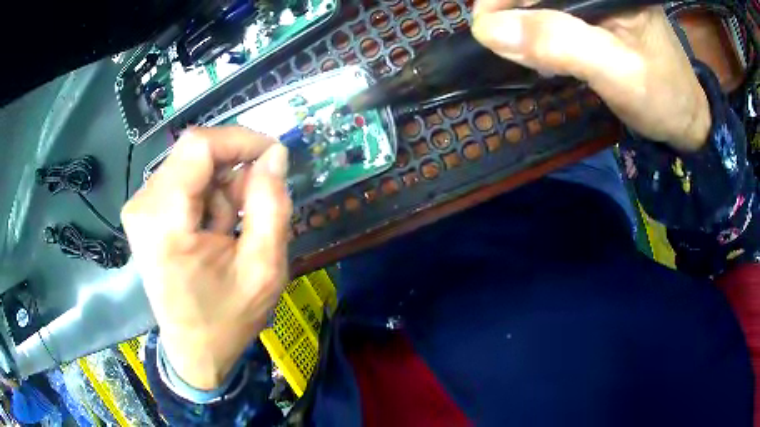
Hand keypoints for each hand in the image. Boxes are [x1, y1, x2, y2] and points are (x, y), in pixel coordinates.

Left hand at [122, 127, 291, 389]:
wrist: (194, 350)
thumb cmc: (227, 318)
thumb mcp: (264, 268)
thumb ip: (271, 206)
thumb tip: (275, 155)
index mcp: (165, 223)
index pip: (199, 146)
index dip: (240, 139)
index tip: (273, 155)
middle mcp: (143, 207)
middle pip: (195, 153)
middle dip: (232, 171)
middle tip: (253, 206)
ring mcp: (139, 209)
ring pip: (190, 165)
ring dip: (220, 188)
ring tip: (230, 229)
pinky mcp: (143, 212)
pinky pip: (182, 181)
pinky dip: (206, 196)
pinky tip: (213, 229)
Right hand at [472, 0, 711, 151]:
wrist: (684, 117)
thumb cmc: (663, 98)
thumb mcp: (618, 74)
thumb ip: (561, 45)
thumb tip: (490, 30)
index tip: (487, 28)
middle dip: (515, 12)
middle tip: (511, 49)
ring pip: (542, 0)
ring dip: (526, 23)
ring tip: (532, 55)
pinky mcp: (597, 11)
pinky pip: (554, 11)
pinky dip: (541, 31)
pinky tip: (547, 51)